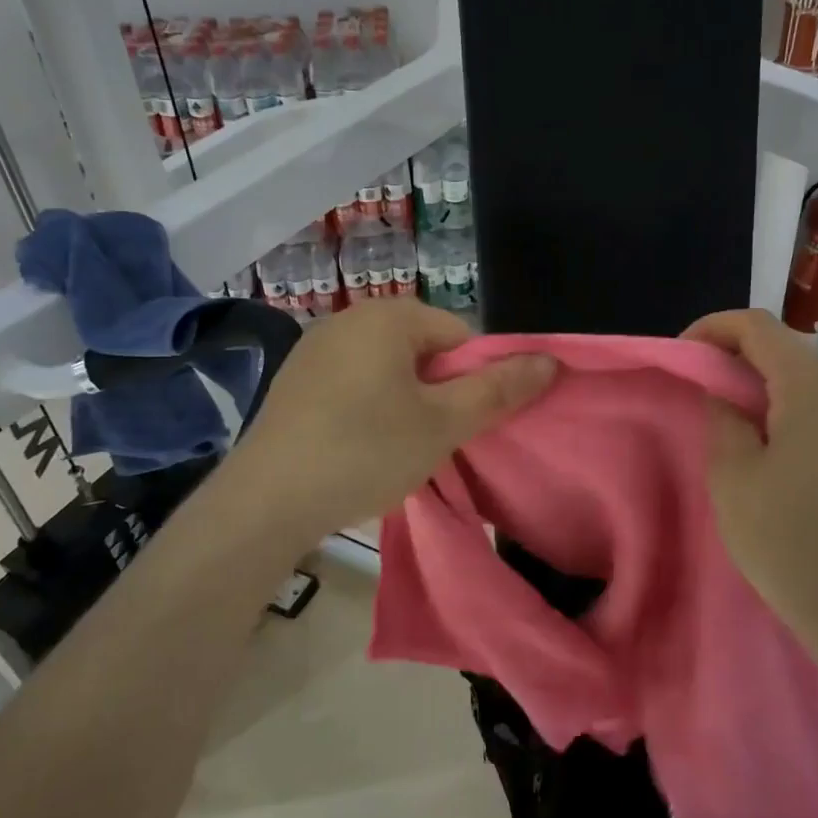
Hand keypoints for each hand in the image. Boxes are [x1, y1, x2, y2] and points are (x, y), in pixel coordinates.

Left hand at [219, 299, 554, 546]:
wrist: (267, 501)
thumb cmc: (366, 451)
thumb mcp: (444, 424)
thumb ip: (499, 389)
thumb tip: (550, 360)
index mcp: (389, 316)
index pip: (460, 337)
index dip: (473, 382)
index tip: (460, 426)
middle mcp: (350, 317)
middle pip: (424, 350)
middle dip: (438, 393)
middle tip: (431, 442)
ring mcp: (316, 347)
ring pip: (389, 370)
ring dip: (405, 404)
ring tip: (395, 450)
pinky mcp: (295, 380)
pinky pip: (354, 384)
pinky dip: (369, 410)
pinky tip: (358, 448)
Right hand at [682, 309, 817, 682]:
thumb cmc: (788, 540)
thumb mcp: (733, 475)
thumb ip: (723, 417)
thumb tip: (724, 392)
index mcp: (815, 387)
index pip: (758, 326)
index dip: (713, 329)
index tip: (683, 356)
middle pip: (785, 348)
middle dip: (735, 358)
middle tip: (698, 389)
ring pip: (805, 377)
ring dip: (762, 384)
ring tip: (727, 418)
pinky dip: (788, 406)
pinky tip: (768, 442)